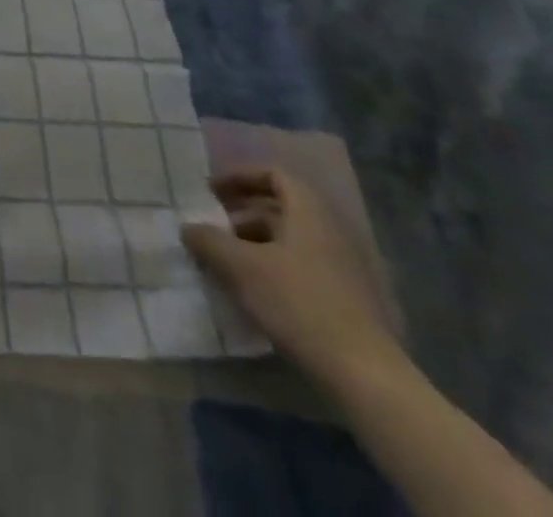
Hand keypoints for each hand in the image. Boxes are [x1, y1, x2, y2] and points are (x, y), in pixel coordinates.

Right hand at [181, 167, 400, 389]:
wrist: (365, 376)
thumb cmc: (298, 304)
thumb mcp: (240, 267)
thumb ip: (208, 241)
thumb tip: (188, 228)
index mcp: (310, 213)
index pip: (274, 175)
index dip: (240, 177)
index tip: (212, 192)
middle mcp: (331, 232)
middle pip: (281, 209)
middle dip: (241, 215)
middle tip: (211, 228)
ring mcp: (344, 269)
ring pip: (290, 242)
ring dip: (254, 245)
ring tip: (224, 263)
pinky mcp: (348, 301)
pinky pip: (302, 269)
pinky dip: (273, 269)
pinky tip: (252, 293)